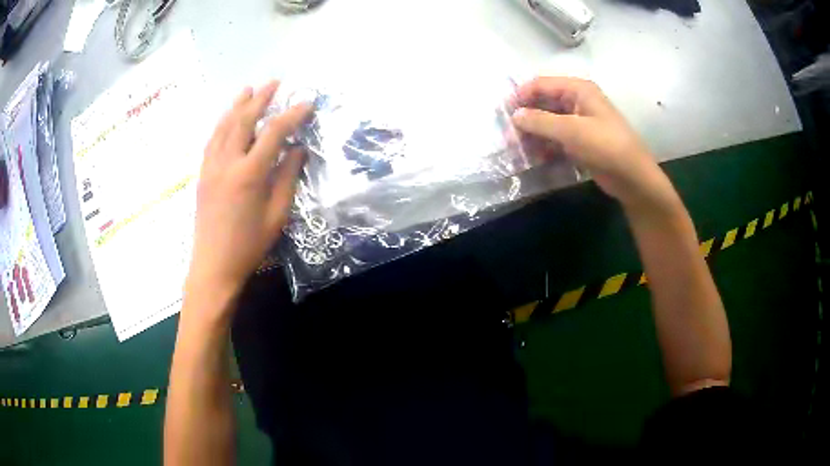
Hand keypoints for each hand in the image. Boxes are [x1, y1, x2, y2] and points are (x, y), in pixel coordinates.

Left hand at [186, 82, 311, 305]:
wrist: (213, 266)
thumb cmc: (249, 245)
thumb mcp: (277, 215)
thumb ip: (287, 177)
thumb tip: (297, 149)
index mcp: (249, 173)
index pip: (273, 133)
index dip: (292, 115)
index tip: (307, 102)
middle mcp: (227, 162)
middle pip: (244, 120)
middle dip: (261, 98)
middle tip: (275, 82)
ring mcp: (211, 166)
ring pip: (224, 126)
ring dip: (237, 105)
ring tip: (248, 89)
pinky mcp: (203, 174)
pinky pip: (212, 140)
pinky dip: (221, 124)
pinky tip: (227, 118)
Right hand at [512, 77, 679, 214]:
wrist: (633, 178)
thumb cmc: (605, 146)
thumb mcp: (572, 130)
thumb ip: (540, 121)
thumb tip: (514, 115)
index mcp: (578, 90)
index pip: (542, 84)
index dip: (522, 95)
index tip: (504, 112)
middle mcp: (578, 101)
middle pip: (544, 103)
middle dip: (526, 118)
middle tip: (508, 136)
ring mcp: (579, 122)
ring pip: (548, 122)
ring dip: (534, 134)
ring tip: (518, 149)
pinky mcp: (580, 141)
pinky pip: (556, 138)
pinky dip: (545, 146)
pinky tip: (534, 157)